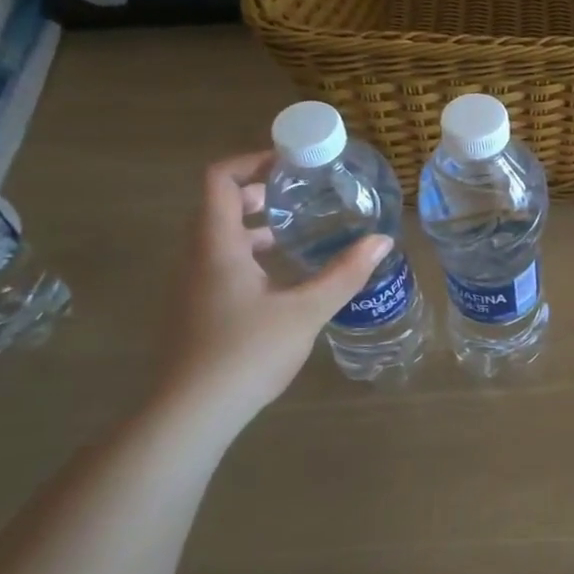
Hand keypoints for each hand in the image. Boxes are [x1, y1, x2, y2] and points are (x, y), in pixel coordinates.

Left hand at [153, 152, 390, 427]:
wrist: (191, 414)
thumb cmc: (245, 353)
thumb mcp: (305, 311)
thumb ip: (344, 274)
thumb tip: (382, 241)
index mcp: (217, 245)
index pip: (219, 179)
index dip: (251, 160)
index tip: (289, 162)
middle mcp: (197, 258)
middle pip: (219, 205)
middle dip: (258, 192)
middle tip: (300, 194)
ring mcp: (192, 286)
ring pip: (219, 238)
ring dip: (254, 226)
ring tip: (296, 232)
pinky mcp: (196, 311)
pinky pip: (220, 264)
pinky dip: (249, 255)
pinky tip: (282, 279)